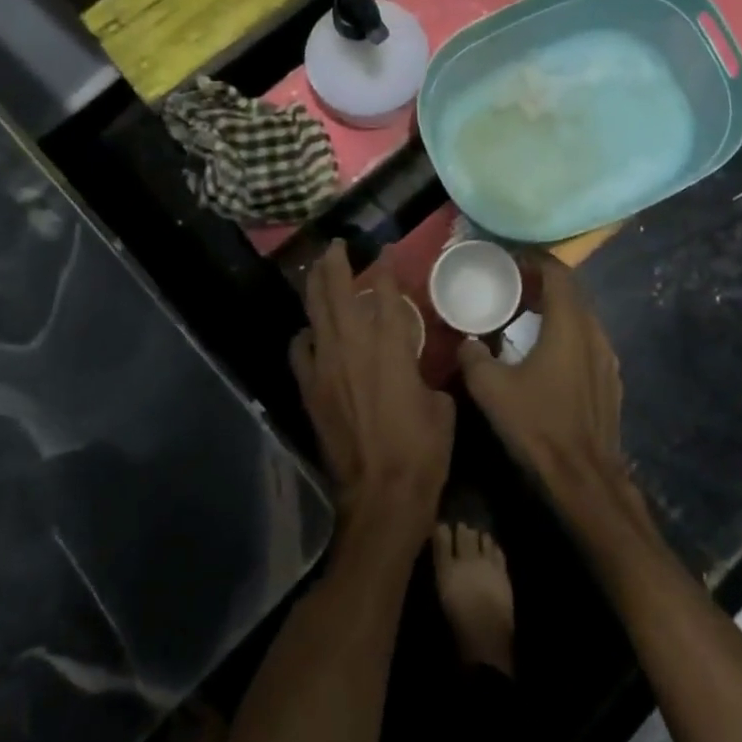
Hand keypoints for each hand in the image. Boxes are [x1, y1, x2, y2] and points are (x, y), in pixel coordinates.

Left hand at [290, 242, 453, 543]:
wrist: (381, 495)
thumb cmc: (422, 449)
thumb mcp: (440, 403)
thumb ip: (426, 372)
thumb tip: (419, 363)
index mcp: (389, 347)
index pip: (382, 293)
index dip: (384, 268)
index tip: (385, 250)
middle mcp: (352, 347)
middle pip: (336, 293)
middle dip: (336, 264)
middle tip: (337, 246)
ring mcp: (326, 368)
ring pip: (315, 315)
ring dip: (316, 289)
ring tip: (318, 272)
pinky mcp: (311, 391)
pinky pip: (301, 352)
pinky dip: (306, 335)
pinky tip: (311, 332)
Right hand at [457, 255, 632, 519]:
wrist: (584, 477)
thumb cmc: (538, 424)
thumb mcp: (491, 388)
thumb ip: (474, 356)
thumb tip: (468, 341)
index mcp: (569, 324)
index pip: (558, 273)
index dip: (536, 260)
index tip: (512, 258)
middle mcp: (594, 332)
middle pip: (572, 291)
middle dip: (544, 281)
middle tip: (514, 283)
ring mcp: (608, 357)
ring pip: (582, 316)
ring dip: (557, 308)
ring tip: (527, 314)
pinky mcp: (611, 380)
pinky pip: (588, 340)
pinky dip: (567, 332)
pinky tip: (547, 352)